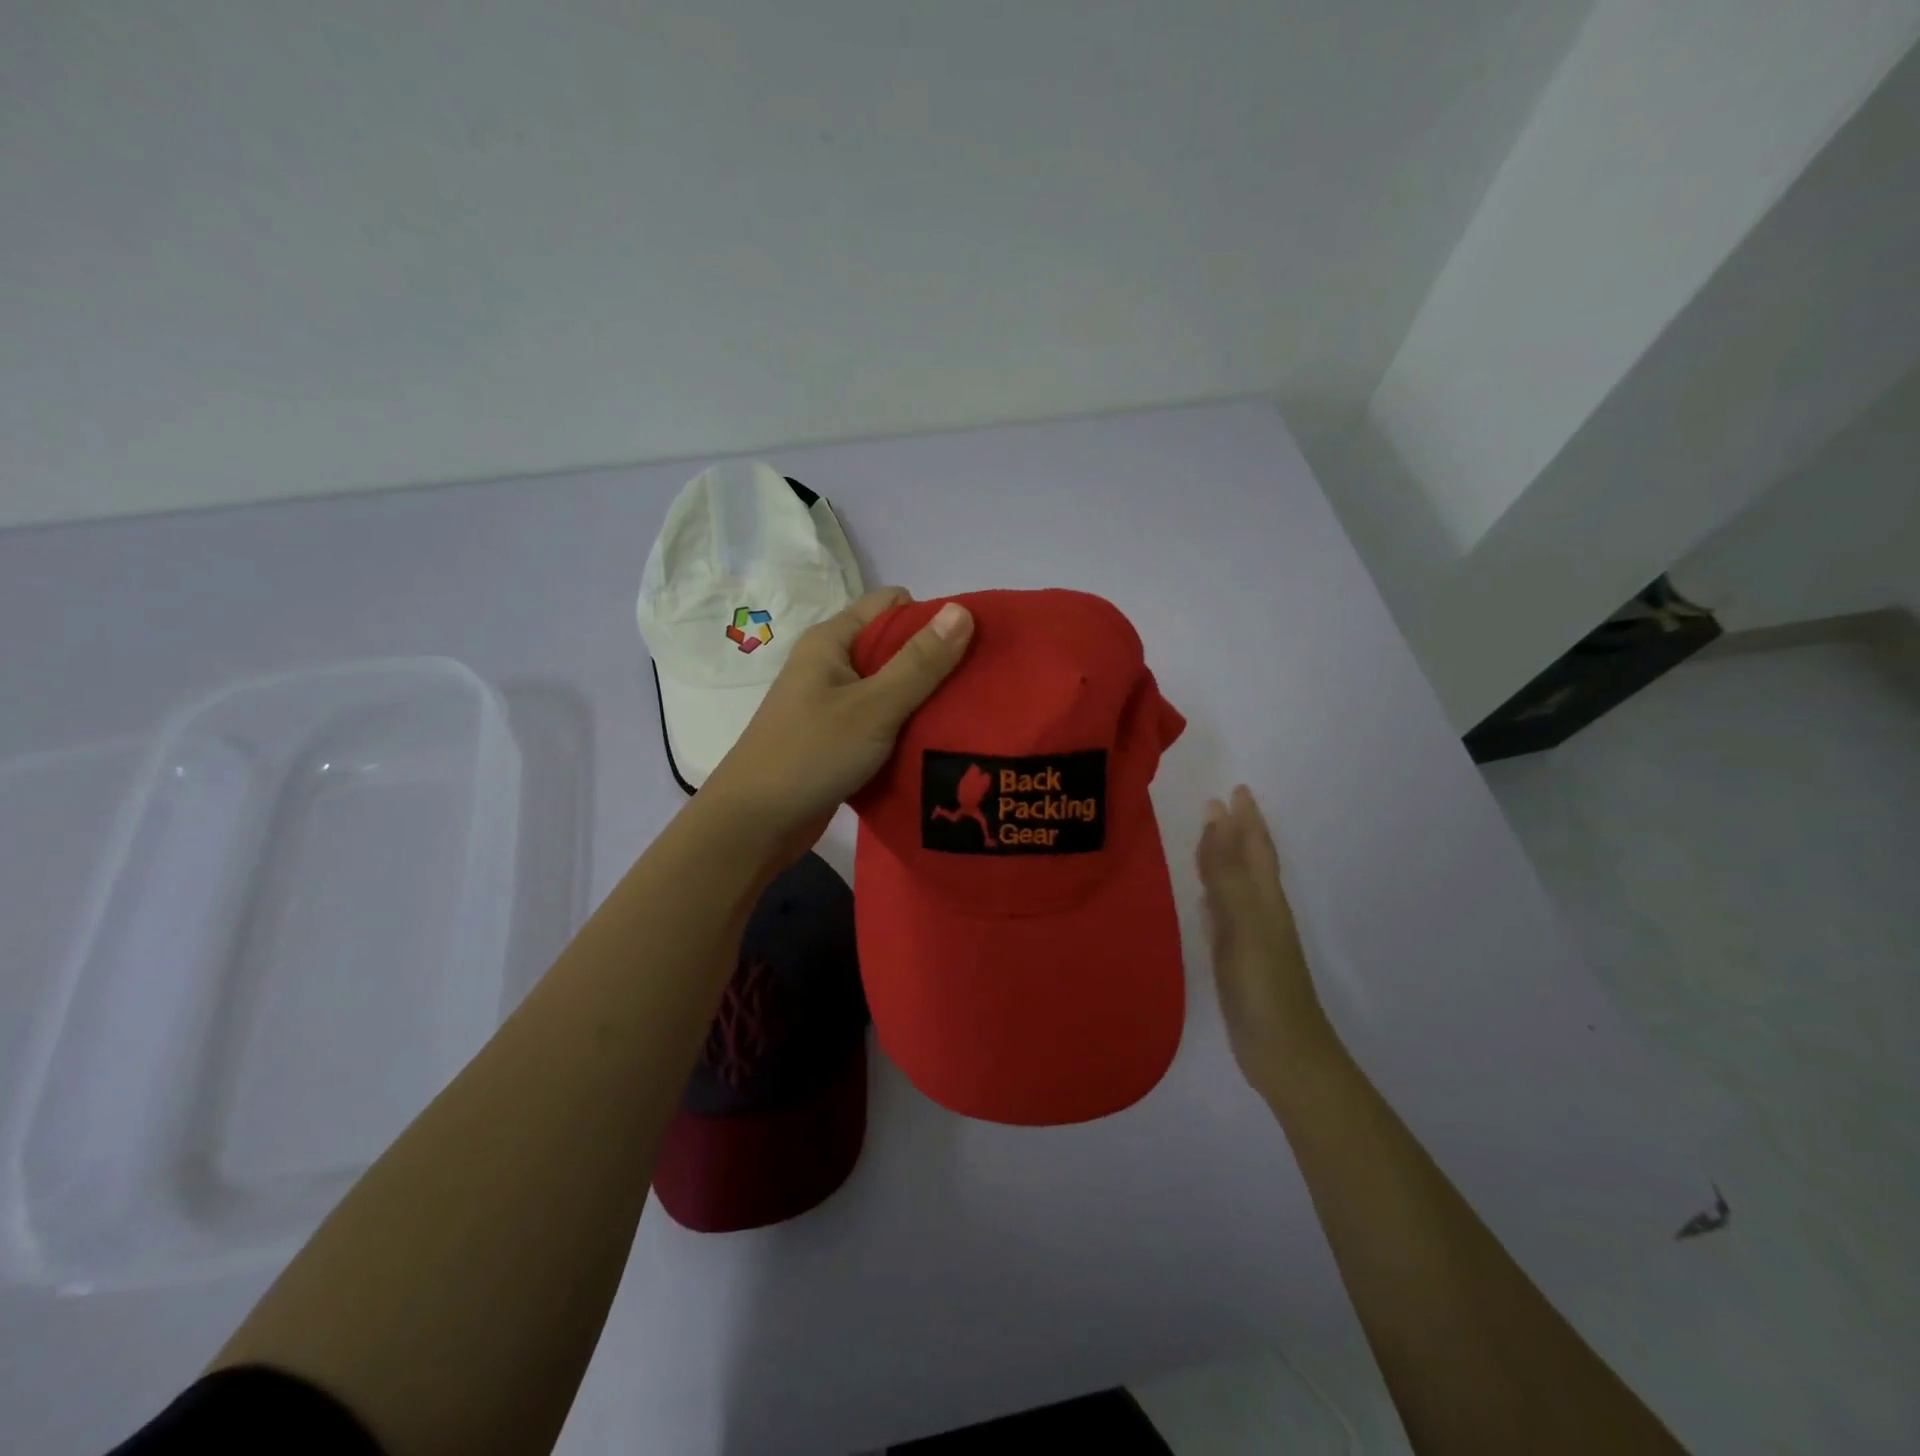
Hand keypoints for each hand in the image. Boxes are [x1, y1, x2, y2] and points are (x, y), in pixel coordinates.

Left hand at [701, 587, 973, 861]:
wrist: (754, 824)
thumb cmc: (811, 755)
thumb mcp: (874, 706)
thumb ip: (920, 662)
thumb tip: (962, 609)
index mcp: (832, 641)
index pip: (892, 605)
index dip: (932, 618)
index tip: (969, 648)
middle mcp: (830, 664)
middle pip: (893, 646)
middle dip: (934, 662)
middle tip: (975, 688)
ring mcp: (831, 703)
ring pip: (889, 688)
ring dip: (922, 700)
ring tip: (964, 718)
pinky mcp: (836, 738)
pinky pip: (880, 721)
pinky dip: (904, 729)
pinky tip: (933, 744)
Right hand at [1196, 786, 1334, 1098]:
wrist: (1283, 1052)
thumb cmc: (1264, 984)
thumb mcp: (1245, 922)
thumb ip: (1226, 873)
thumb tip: (1217, 819)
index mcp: (1265, 898)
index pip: (1255, 848)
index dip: (1247, 819)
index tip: (1236, 790)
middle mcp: (1260, 911)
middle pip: (1248, 862)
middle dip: (1235, 832)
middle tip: (1217, 805)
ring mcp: (1249, 937)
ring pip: (1234, 885)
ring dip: (1222, 859)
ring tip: (1207, 838)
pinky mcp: (1235, 960)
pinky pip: (1222, 914)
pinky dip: (1212, 897)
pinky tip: (1202, 899)